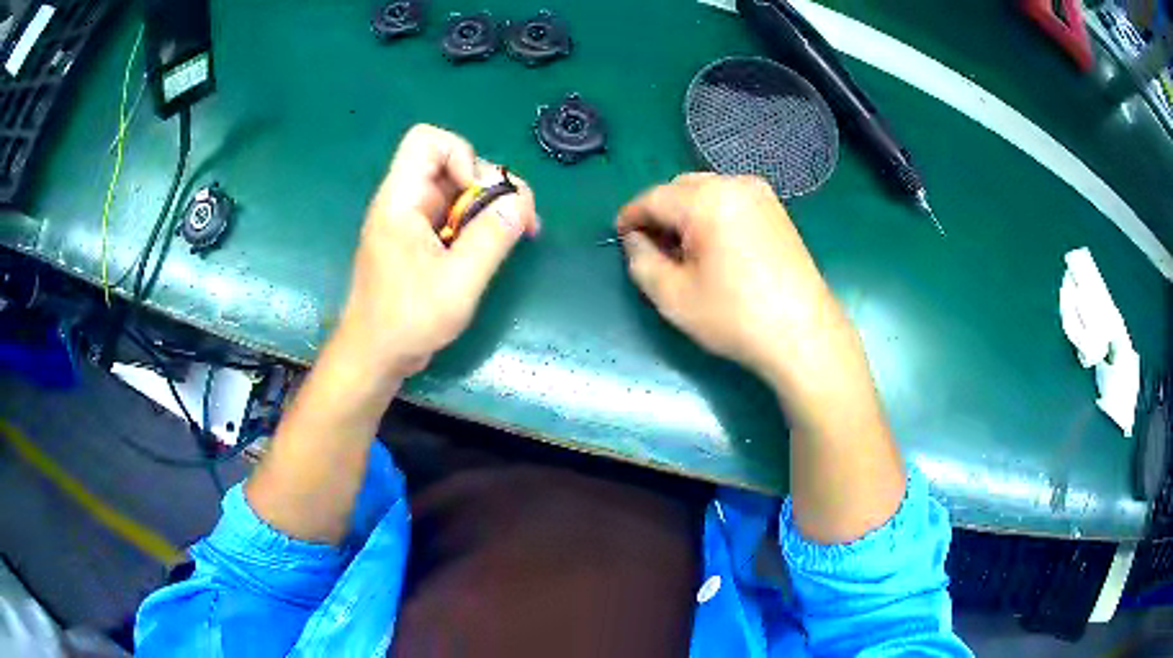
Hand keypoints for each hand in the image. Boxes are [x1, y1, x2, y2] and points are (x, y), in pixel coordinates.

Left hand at [336, 124, 537, 384]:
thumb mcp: (457, 282)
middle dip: (489, 183)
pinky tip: (497, 247)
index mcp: (400, 200)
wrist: (374, 357)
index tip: (480, 195)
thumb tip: (520, 201)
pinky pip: (454, 215)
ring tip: (517, 232)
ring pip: (457, 189)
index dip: (462, 155)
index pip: (427, 141)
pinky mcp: (420, 241)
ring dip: (490, 205)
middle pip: (451, 163)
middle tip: (518, 218)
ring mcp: (411, 221)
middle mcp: (404, 202)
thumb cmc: (406, 321)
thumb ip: (491, 237)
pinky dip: (479, 224)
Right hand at [617, 173, 848, 388]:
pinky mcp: (777, 211)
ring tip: (684, 252)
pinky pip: (731, 201)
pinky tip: (714, 249)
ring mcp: (762, 195)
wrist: (805, 336)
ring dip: (686, 213)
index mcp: (708, 200)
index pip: (654, 197)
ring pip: (707, 192)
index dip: (631, 216)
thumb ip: (641, 261)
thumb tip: (635, 239)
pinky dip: (712, 216)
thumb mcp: (673, 297)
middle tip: (653, 249)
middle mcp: (735, 184)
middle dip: (661, 213)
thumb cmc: (735, 317)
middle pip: (681, 188)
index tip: (619, 236)